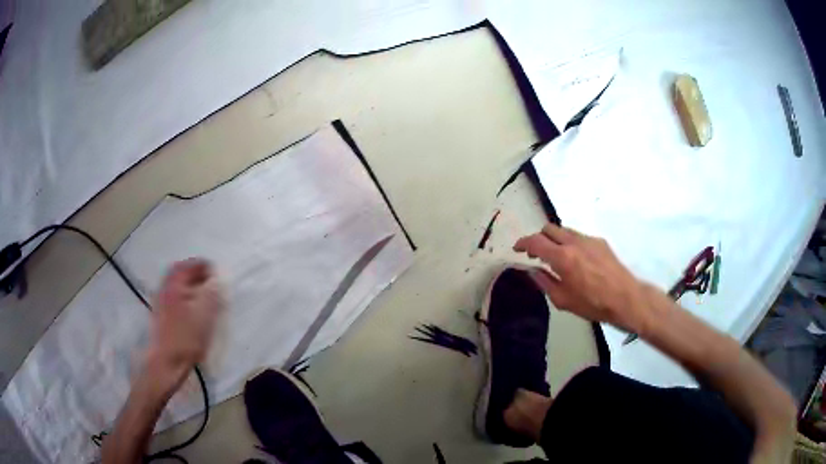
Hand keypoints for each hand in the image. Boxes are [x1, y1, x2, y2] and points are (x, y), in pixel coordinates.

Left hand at [145, 259, 224, 385]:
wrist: (166, 362)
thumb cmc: (186, 338)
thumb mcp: (204, 315)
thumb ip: (211, 294)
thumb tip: (217, 279)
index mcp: (174, 286)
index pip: (187, 266)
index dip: (202, 265)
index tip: (216, 270)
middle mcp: (164, 290)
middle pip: (179, 274)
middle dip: (195, 274)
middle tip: (210, 280)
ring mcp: (161, 303)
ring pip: (176, 286)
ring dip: (190, 285)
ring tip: (204, 294)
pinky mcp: (161, 316)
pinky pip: (174, 297)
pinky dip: (185, 296)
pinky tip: (193, 309)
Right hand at [513, 224, 645, 332]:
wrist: (624, 298)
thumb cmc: (592, 303)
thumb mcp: (563, 300)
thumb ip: (544, 282)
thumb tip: (534, 271)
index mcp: (562, 257)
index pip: (535, 241)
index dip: (522, 243)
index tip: (517, 249)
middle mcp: (574, 242)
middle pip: (548, 228)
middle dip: (538, 238)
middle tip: (536, 254)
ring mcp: (588, 239)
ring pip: (564, 231)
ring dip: (555, 240)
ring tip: (557, 257)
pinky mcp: (600, 242)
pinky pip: (579, 237)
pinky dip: (571, 244)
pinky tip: (577, 261)